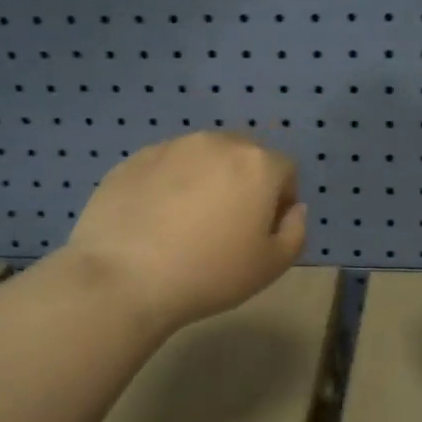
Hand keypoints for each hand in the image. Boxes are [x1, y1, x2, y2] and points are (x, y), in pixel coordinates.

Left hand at [65, 131, 305, 333]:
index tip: (263, 231)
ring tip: (187, 222)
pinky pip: (164, 167)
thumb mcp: (272, 266)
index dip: (281, 200)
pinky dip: (168, 185)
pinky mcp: (132, 160)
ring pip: (202, 157)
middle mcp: (216, 143)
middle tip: (228, 223)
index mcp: (257, 163)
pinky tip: (155, 221)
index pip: (286, 170)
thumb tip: (293, 209)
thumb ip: (296, 231)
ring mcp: (170, 147)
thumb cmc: (210, 274)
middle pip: (244, 154)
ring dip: (205, 179)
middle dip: (245, 181)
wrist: (125, 279)